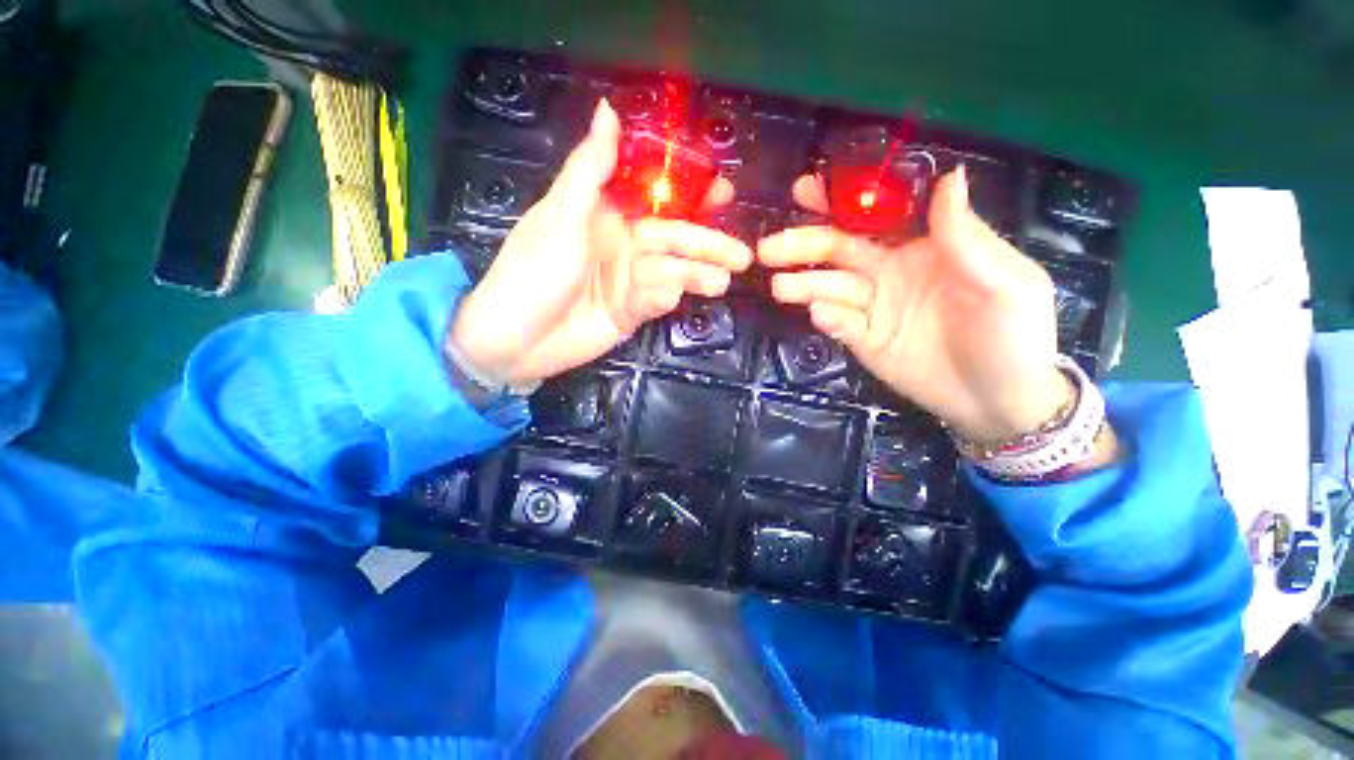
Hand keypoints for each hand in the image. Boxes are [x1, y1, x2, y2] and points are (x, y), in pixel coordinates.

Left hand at [449, 100, 752, 386]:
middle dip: (709, 244)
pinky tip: (670, 297)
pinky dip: (664, 298)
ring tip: (723, 281)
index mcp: (606, 214)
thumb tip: (609, 109)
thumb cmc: (533, 273)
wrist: (517, 341)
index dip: (691, 193)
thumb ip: (590, 170)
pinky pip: (656, 301)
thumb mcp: (561, 217)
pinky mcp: (631, 312)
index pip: (657, 197)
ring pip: (672, 272)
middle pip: (675, 240)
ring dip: (698, 276)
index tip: (724, 192)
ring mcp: (629, 281)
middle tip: (742, 255)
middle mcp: (623, 244)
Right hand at [758, 168, 1065, 441]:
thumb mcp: (1004, 283)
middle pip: (839, 250)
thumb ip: (967, 238)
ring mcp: (873, 307)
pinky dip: (827, 317)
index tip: (806, 190)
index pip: (875, 214)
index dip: (840, 200)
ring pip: (830, 287)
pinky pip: (840, 324)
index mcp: (923, 246)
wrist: (998, 400)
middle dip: (802, 245)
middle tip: (768, 249)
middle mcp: (889, 271)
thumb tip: (948, 177)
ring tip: (780, 286)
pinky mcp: (863, 339)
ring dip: (804, 284)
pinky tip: (820, 315)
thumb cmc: (1013, 335)